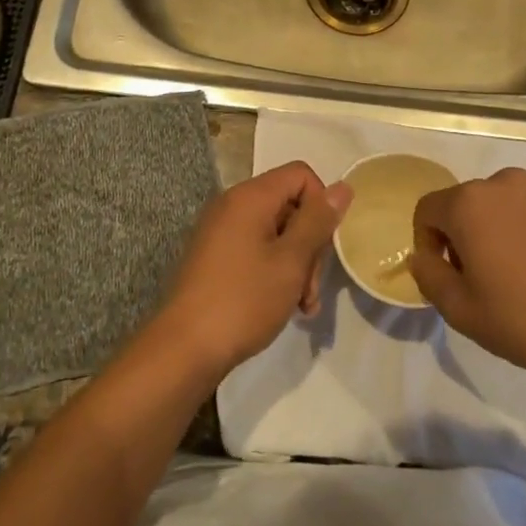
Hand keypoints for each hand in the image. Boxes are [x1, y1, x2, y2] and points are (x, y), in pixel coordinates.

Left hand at [157, 162, 352, 376]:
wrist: (183, 350)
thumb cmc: (243, 300)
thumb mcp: (291, 261)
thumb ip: (318, 221)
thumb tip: (342, 186)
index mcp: (250, 197)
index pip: (300, 175)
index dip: (321, 205)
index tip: (323, 246)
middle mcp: (232, 205)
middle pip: (289, 204)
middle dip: (310, 243)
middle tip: (311, 288)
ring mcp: (220, 231)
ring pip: (275, 232)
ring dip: (296, 264)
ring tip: (302, 306)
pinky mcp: (214, 256)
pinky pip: (255, 249)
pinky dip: (274, 270)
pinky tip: (283, 305)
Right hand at [410, 169, 525, 388]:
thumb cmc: (524, 321)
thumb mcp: (459, 311)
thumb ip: (428, 275)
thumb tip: (422, 254)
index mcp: (468, 203)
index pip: (428, 210)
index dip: (430, 243)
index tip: (450, 275)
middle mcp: (503, 180)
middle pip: (467, 202)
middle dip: (467, 233)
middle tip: (487, 276)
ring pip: (504, 200)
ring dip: (502, 225)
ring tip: (524, 267)